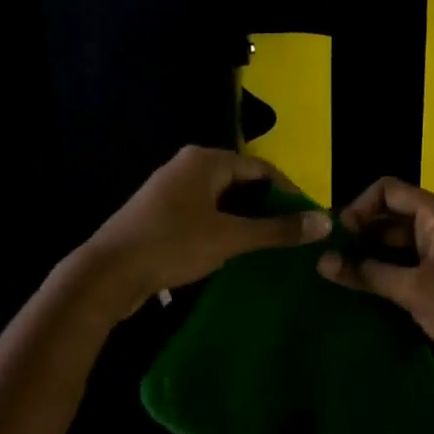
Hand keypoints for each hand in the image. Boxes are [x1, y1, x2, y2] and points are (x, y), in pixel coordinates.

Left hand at [80, 146, 329, 315]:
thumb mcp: (230, 238)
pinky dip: (221, 229)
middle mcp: (187, 167)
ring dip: (244, 221)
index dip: (288, 192)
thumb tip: (325, 221)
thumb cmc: (172, 244)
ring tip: (268, 247)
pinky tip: (233, 253)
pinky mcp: (159, 215)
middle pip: (240, 182)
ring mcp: (170, 191)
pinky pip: (202, 215)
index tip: (307, 219)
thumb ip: (277, 230)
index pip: (260, 168)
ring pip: (220, 201)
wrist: (108, 273)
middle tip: (290, 235)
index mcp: (205, 161)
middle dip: (266, 208)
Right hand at [317, 177, 433, 396]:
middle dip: (358, 235)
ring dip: (367, 258)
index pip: (388, 191)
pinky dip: (383, 276)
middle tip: (327, 261)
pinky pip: (404, 269)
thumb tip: (322, 261)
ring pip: (394, 246)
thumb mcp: (413, 289)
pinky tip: (359, 294)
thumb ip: (366, 273)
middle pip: (389, 217)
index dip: (358, 208)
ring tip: (335, 279)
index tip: (337, 239)